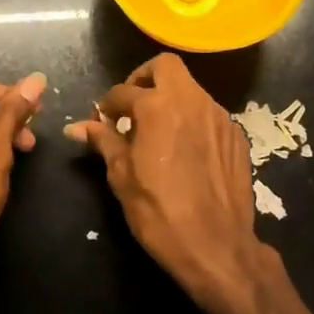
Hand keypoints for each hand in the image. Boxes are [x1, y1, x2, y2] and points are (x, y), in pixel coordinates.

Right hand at [65, 54, 266, 311]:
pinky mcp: (236, 135)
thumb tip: (77, 126)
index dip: (108, 105)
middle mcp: (192, 101)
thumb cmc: (159, 212)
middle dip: (143, 78)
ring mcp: (219, 116)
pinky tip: (185, 149)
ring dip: (170, 98)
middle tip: (132, 106)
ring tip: (157, 131)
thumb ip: (103, 142)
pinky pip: (208, 113)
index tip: (103, 120)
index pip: (123, 91)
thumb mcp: (122, 177)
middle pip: (165, 66)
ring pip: (190, 88)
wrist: (217, 246)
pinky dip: (192, 119)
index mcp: (158, 107)